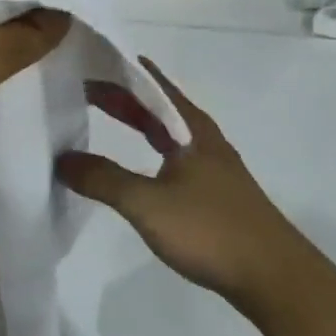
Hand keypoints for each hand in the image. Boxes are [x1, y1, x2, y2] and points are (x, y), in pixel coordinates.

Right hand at [57, 62, 315, 323]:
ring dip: (137, 121)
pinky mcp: (215, 194)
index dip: (122, 70)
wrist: (274, 277)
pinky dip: (148, 149)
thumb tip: (62, 158)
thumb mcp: (148, 204)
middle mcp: (204, 139)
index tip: (91, 58)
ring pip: (167, 132)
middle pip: (159, 106)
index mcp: (192, 129)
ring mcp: (212, 167)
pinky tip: (137, 165)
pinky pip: (173, 156)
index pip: (153, 84)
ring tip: (103, 115)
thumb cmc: (210, 229)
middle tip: (84, 85)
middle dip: (123, 95)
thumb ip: (103, 179)